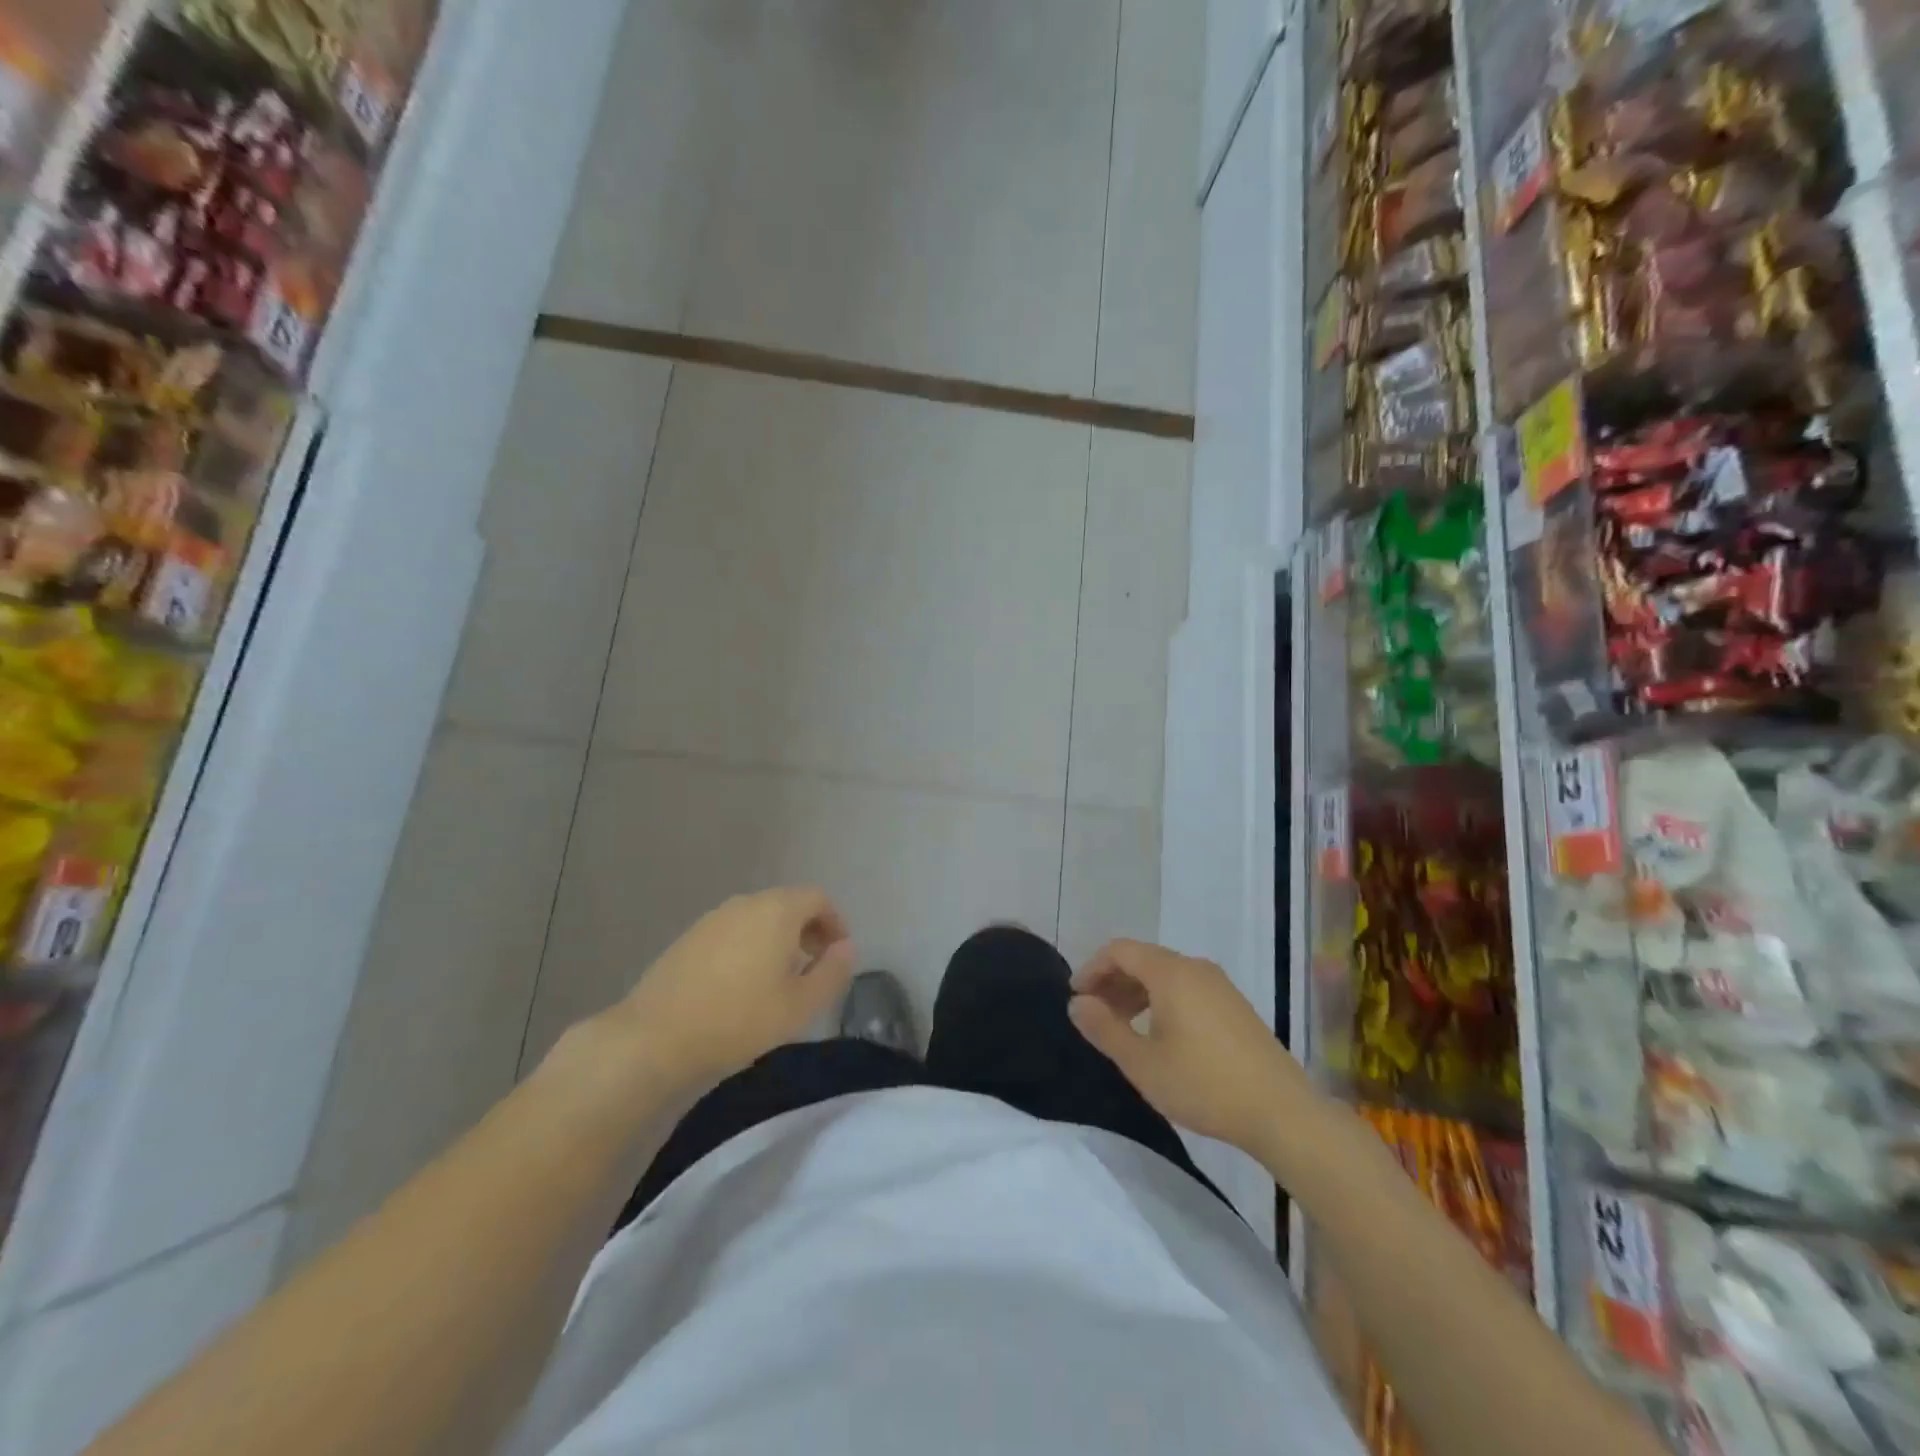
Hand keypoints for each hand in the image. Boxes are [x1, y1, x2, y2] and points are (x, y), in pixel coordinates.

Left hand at [608, 888, 856, 1092]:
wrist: (655, 1037)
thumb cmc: (739, 1019)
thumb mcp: (801, 1005)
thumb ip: (833, 972)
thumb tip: (846, 949)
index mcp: (777, 910)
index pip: (818, 898)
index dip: (835, 923)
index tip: (837, 957)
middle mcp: (745, 903)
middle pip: (787, 904)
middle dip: (808, 931)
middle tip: (813, 969)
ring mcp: (712, 919)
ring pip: (758, 918)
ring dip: (777, 940)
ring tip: (779, 981)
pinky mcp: (688, 939)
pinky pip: (733, 932)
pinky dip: (749, 948)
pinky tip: (741, 987)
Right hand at [1068, 939, 1316, 1155]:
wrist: (1281, 1111)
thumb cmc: (1203, 1084)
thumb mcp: (1142, 1063)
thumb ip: (1104, 1028)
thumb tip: (1077, 1003)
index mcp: (1170, 972)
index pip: (1120, 950)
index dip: (1092, 969)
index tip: (1077, 998)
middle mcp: (1195, 968)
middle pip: (1143, 959)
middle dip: (1113, 981)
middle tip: (1095, 1016)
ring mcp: (1219, 985)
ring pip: (1165, 974)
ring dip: (1136, 992)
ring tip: (1123, 1028)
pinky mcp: (1235, 1005)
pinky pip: (1186, 988)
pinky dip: (1162, 1000)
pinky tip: (1160, 1035)